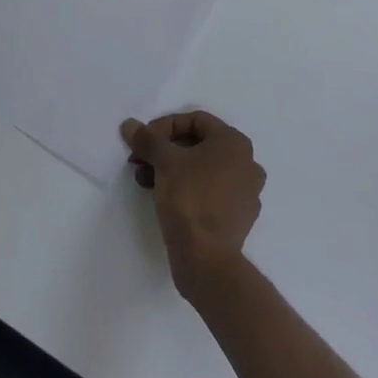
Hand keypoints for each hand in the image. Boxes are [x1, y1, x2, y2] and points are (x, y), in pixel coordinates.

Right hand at [122, 109, 265, 298]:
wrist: (206, 257)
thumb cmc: (189, 197)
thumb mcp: (164, 162)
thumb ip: (148, 139)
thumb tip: (130, 125)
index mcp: (235, 142)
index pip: (195, 120)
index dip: (164, 126)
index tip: (143, 141)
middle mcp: (247, 162)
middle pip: (199, 145)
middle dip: (165, 150)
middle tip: (140, 160)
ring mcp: (246, 192)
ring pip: (203, 169)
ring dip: (172, 170)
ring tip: (145, 181)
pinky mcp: (239, 217)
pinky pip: (210, 192)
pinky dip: (187, 189)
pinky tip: (164, 199)